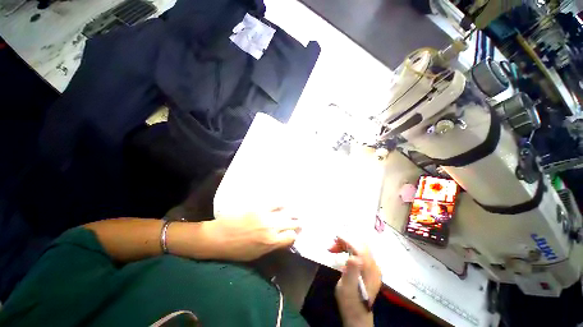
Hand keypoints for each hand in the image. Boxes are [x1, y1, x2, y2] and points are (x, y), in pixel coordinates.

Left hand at [205, 208, 300, 260]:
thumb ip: (272, 246)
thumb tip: (282, 240)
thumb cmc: (237, 250)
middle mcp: (272, 228)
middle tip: (299, 222)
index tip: (293, 234)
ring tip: (295, 213)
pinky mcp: (259, 207)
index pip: (291, 237)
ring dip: (292, 214)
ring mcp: (266, 216)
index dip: (293, 236)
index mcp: (271, 242)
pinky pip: (275, 204)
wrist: (219, 237)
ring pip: (286, 213)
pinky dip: (281, 204)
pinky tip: (284, 204)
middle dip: (296, 224)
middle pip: (291, 224)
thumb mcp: (257, 254)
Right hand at [330, 237, 381, 326]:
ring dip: (347, 244)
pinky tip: (343, 253)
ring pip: (360, 247)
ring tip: (334, 249)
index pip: (359, 248)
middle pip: (360, 245)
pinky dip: (350, 248)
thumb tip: (353, 257)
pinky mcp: (370, 269)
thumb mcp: (347, 288)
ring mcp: (373, 267)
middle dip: (346, 241)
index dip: (347, 240)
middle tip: (332, 246)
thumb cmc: (350, 302)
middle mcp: (374, 266)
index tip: (335, 237)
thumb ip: (351, 271)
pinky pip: (361, 252)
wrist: (358, 316)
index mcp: (369, 270)